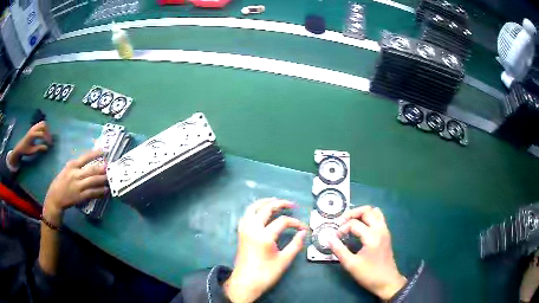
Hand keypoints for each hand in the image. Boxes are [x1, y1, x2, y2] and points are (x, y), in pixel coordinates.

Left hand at [9, 121, 52, 166]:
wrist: (21, 146)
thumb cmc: (26, 150)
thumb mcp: (32, 151)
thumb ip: (39, 148)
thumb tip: (47, 147)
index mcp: (33, 135)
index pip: (42, 134)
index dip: (47, 138)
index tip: (50, 144)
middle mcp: (33, 129)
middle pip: (43, 126)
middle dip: (48, 132)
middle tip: (49, 139)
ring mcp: (34, 127)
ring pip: (43, 123)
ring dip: (46, 128)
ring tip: (48, 136)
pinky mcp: (34, 127)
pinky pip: (41, 124)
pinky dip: (44, 127)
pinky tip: (45, 133)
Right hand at [43, 150, 107, 224]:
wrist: (55, 198)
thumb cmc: (61, 182)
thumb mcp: (67, 170)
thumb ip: (77, 166)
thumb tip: (90, 163)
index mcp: (72, 165)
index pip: (85, 157)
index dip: (95, 154)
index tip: (104, 151)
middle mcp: (75, 174)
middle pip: (91, 170)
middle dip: (102, 169)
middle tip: (110, 167)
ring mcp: (78, 186)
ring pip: (93, 181)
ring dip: (102, 180)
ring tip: (110, 179)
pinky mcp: (80, 196)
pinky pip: (92, 193)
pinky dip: (99, 192)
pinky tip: (105, 190)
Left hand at [224, 198, 307, 302]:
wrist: (245, 283)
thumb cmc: (266, 274)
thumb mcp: (284, 261)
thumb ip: (295, 245)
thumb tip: (303, 233)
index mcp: (264, 236)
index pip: (283, 221)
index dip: (295, 223)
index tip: (303, 228)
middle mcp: (252, 229)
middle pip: (266, 208)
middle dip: (280, 204)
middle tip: (291, 204)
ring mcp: (244, 230)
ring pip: (252, 208)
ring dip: (264, 202)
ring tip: (275, 201)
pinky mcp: (240, 233)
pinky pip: (246, 215)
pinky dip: (254, 210)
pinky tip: (260, 212)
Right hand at [328, 206, 406, 299]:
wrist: (387, 282)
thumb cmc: (369, 274)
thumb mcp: (351, 265)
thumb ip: (339, 250)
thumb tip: (328, 237)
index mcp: (372, 236)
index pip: (354, 224)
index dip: (342, 229)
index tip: (335, 238)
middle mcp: (380, 229)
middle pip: (366, 210)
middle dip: (351, 214)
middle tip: (340, 223)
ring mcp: (385, 230)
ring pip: (374, 212)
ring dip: (361, 214)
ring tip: (350, 222)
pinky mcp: (386, 234)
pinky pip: (378, 218)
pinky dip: (368, 218)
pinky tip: (360, 228)